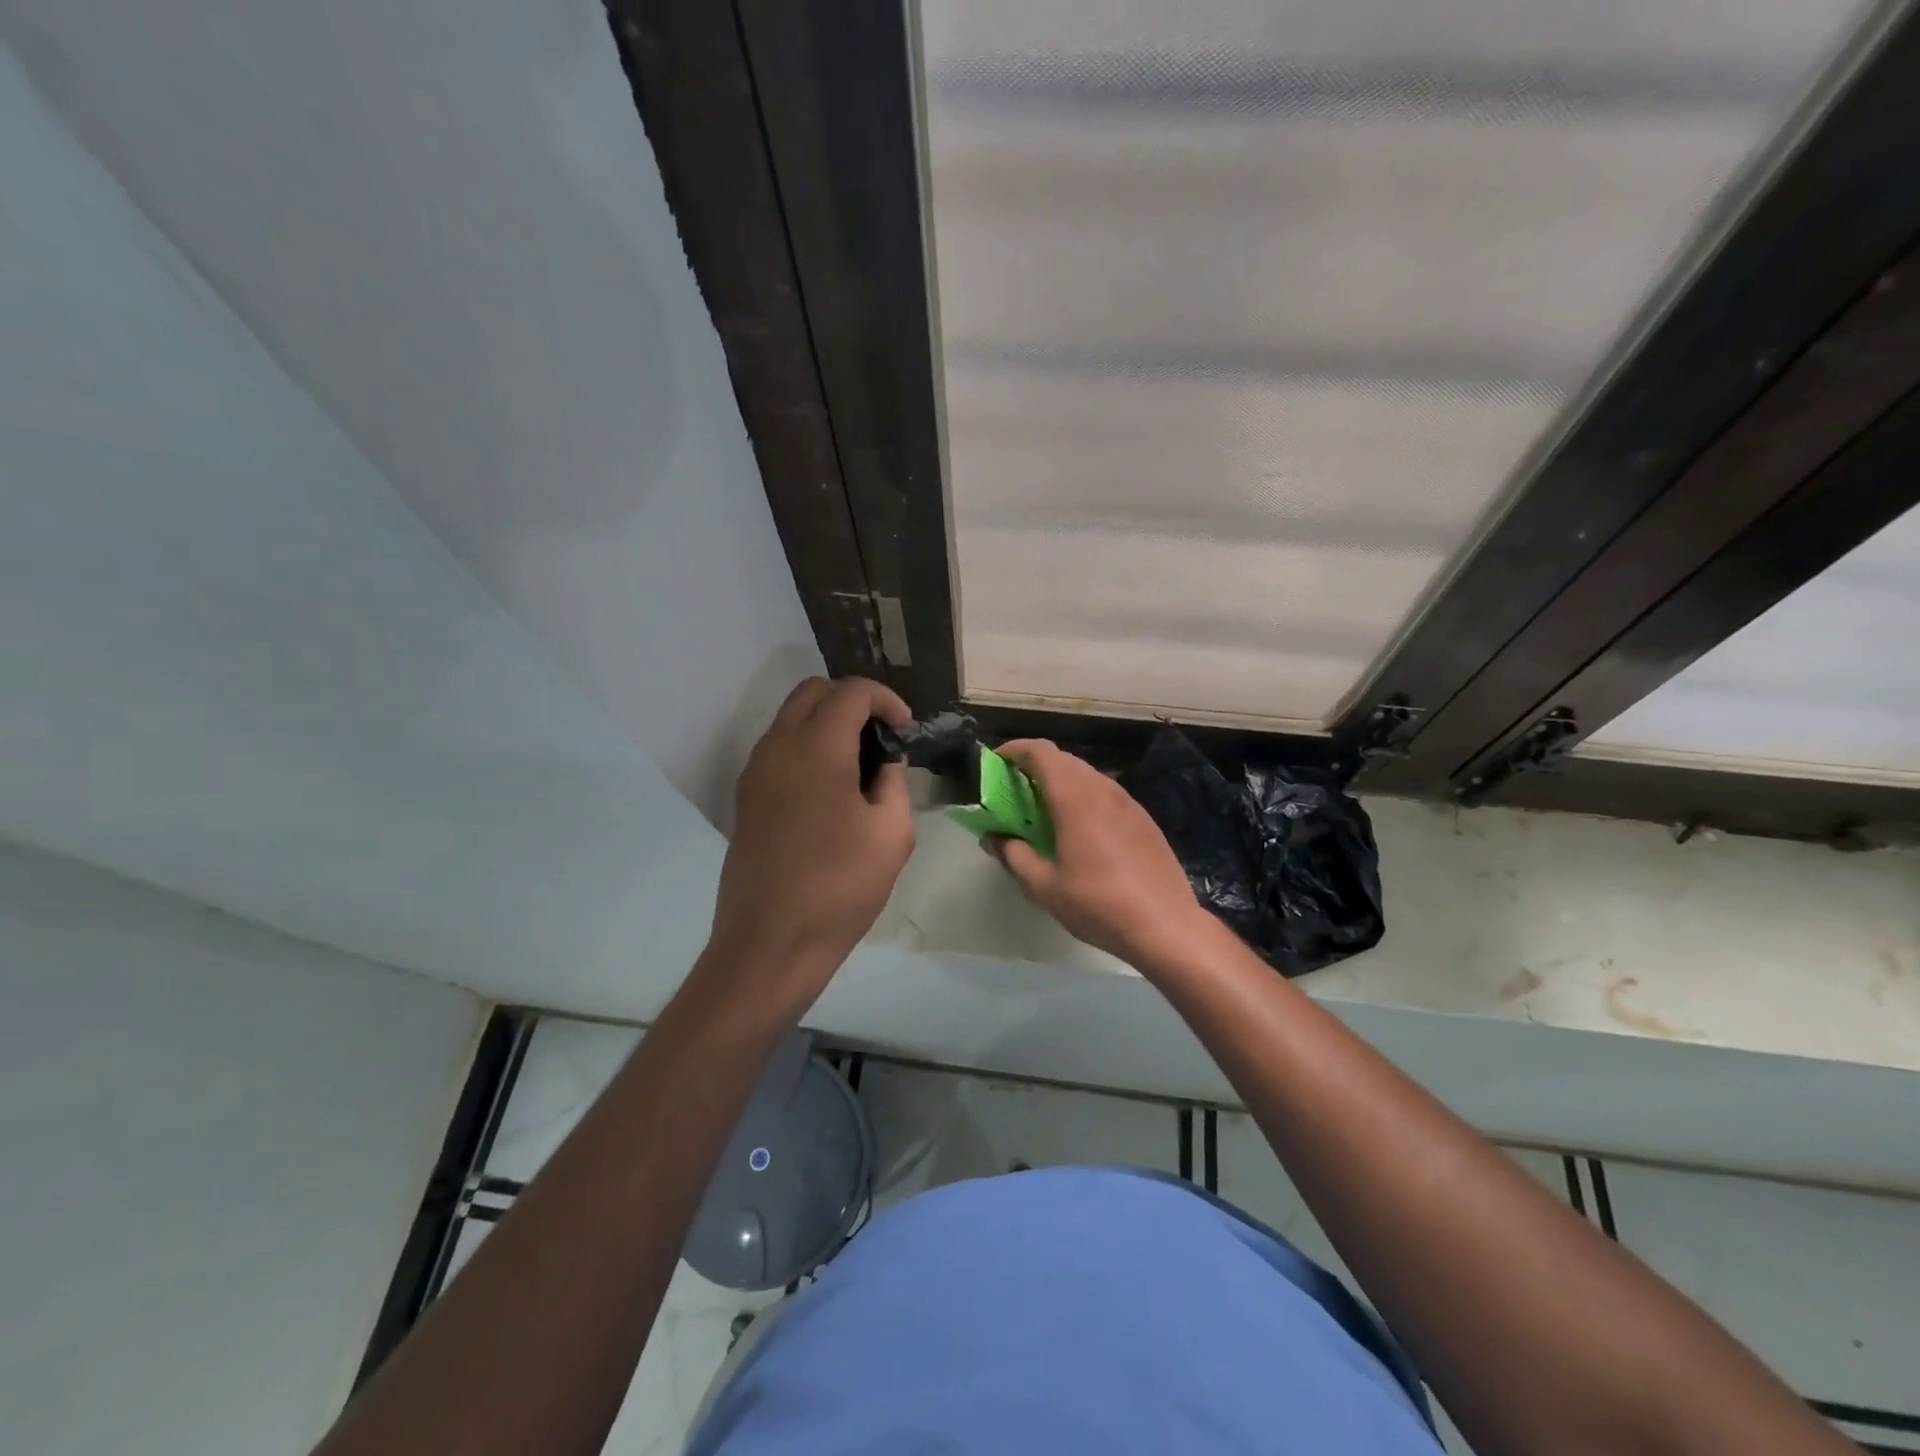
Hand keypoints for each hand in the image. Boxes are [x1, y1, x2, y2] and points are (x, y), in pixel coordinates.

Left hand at [703, 677, 916, 1018]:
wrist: (770, 943)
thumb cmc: (840, 887)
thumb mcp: (892, 834)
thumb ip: (893, 783)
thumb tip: (883, 764)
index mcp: (817, 749)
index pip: (851, 691)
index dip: (886, 700)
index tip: (905, 730)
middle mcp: (778, 747)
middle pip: (813, 692)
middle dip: (852, 701)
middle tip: (882, 737)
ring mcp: (755, 772)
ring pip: (791, 719)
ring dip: (827, 723)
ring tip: (860, 764)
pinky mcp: (746, 798)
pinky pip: (779, 749)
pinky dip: (807, 747)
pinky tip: (831, 789)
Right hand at [986, 739, 1210, 969]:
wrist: (1166, 926)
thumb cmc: (1097, 904)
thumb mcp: (1043, 886)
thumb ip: (1013, 856)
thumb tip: (994, 838)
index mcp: (1075, 797)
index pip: (1042, 752)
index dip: (1015, 749)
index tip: (996, 763)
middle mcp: (1103, 789)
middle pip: (1064, 760)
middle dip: (1034, 768)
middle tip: (1014, 793)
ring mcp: (1128, 802)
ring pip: (1087, 776)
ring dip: (1061, 784)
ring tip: (1044, 813)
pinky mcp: (1144, 820)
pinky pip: (1106, 795)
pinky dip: (1084, 799)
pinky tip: (1080, 832)